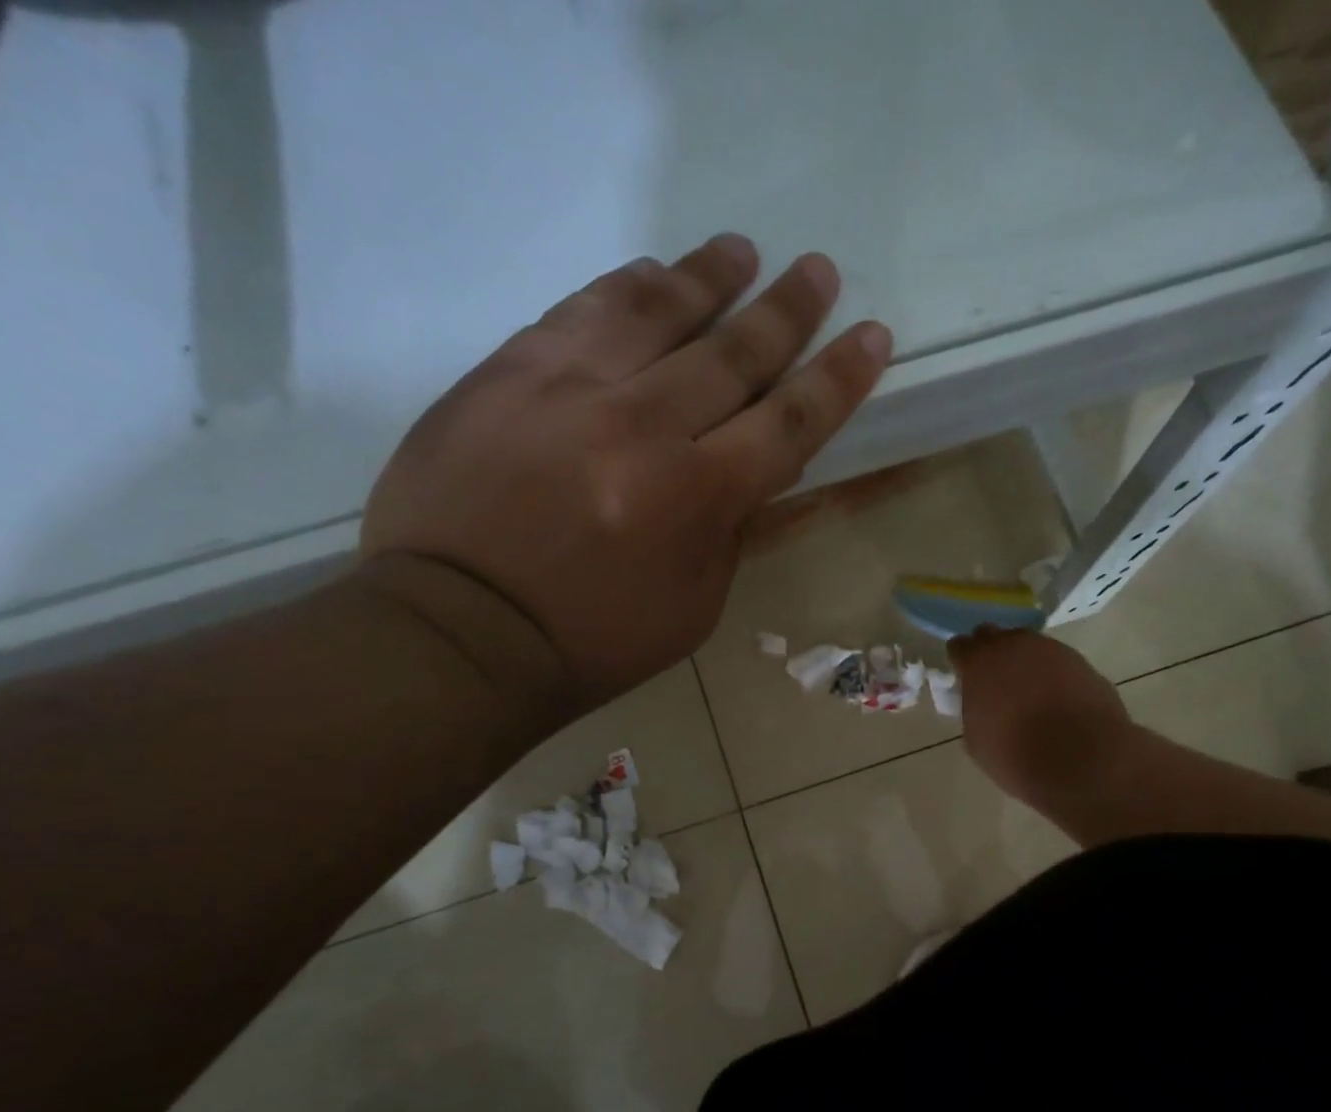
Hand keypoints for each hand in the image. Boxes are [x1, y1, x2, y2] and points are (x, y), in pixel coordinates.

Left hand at [360, 234, 891, 708]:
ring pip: (656, 309)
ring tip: (741, 252)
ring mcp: (569, 388)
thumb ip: (727, 533)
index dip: (837, 378)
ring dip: (709, 276)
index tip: (871, 336)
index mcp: (694, 497)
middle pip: (732, 352)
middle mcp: (641, 426)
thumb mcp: (690, 609)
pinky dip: (625, 286)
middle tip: (818, 271)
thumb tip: (749, 475)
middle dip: (787, 311)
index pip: (788, 422)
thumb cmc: (590, 640)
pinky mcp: (508, 370)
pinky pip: (580, 310)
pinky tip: (650, 273)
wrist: (459, 630)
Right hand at [949, 629, 1132, 817]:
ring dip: (1024, 662)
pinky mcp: (1082, 662)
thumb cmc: (1015, 756)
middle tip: (994, 681)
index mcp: (980, 662)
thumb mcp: (976, 739)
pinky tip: (1056, 700)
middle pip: (993, 636)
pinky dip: (1052, 675)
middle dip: (990, 653)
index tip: (965, 679)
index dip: (961, 662)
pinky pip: (1057, 661)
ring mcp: (1052, 650)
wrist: (1081, 762)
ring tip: (1029, 693)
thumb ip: (974, 709)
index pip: (960, 646)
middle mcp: (1014, 645)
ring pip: (1028, 646)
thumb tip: (984, 703)